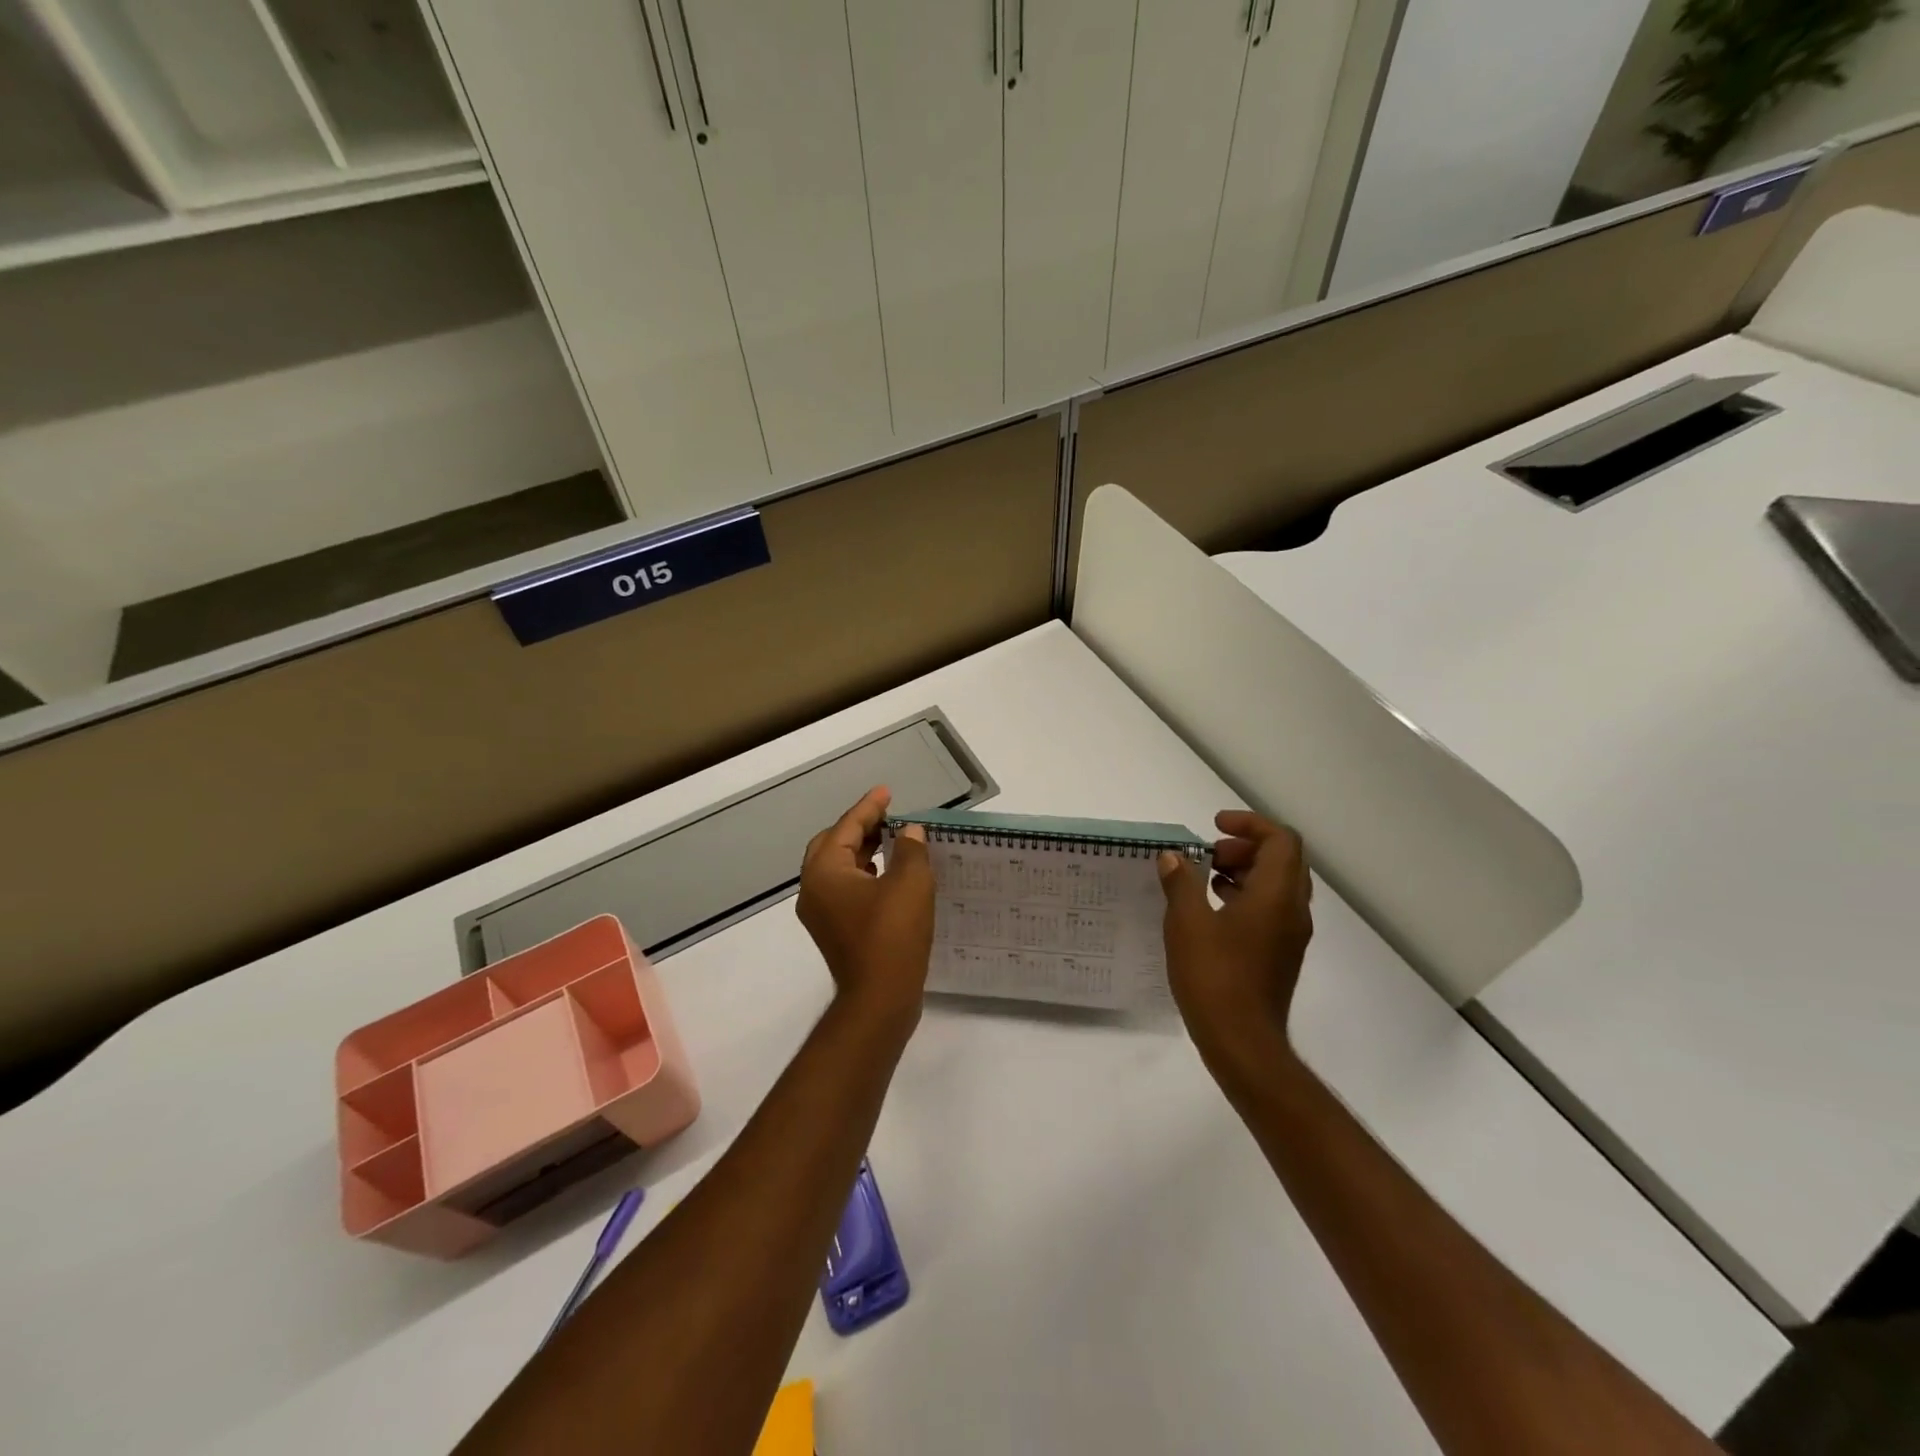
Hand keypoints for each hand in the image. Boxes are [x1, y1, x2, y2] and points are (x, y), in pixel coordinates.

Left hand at [797, 787, 934, 1023]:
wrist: (880, 999)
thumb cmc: (893, 935)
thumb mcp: (910, 884)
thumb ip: (910, 850)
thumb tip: (909, 833)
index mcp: (824, 872)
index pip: (845, 827)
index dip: (869, 807)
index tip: (886, 792)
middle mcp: (813, 889)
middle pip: (833, 845)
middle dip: (860, 827)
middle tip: (888, 816)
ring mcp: (821, 913)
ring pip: (838, 868)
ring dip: (863, 851)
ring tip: (893, 840)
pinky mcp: (835, 930)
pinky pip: (845, 889)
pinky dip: (865, 874)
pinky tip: (889, 876)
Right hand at [1158, 810, 1313, 1078]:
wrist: (1242, 1043)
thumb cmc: (1214, 976)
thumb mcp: (1187, 922)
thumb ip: (1181, 883)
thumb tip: (1174, 858)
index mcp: (1276, 896)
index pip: (1281, 840)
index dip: (1250, 824)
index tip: (1215, 825)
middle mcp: (1292, 911)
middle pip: (1283, 860)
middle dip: (1246, 846)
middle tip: (1209, 853)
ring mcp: (1289, 936)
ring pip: (1278, 885)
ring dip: (1246, 871)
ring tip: (1206, 877)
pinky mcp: (1280, 955)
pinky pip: (1271, 909)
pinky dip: (1246, 896)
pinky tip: (1212, 910)